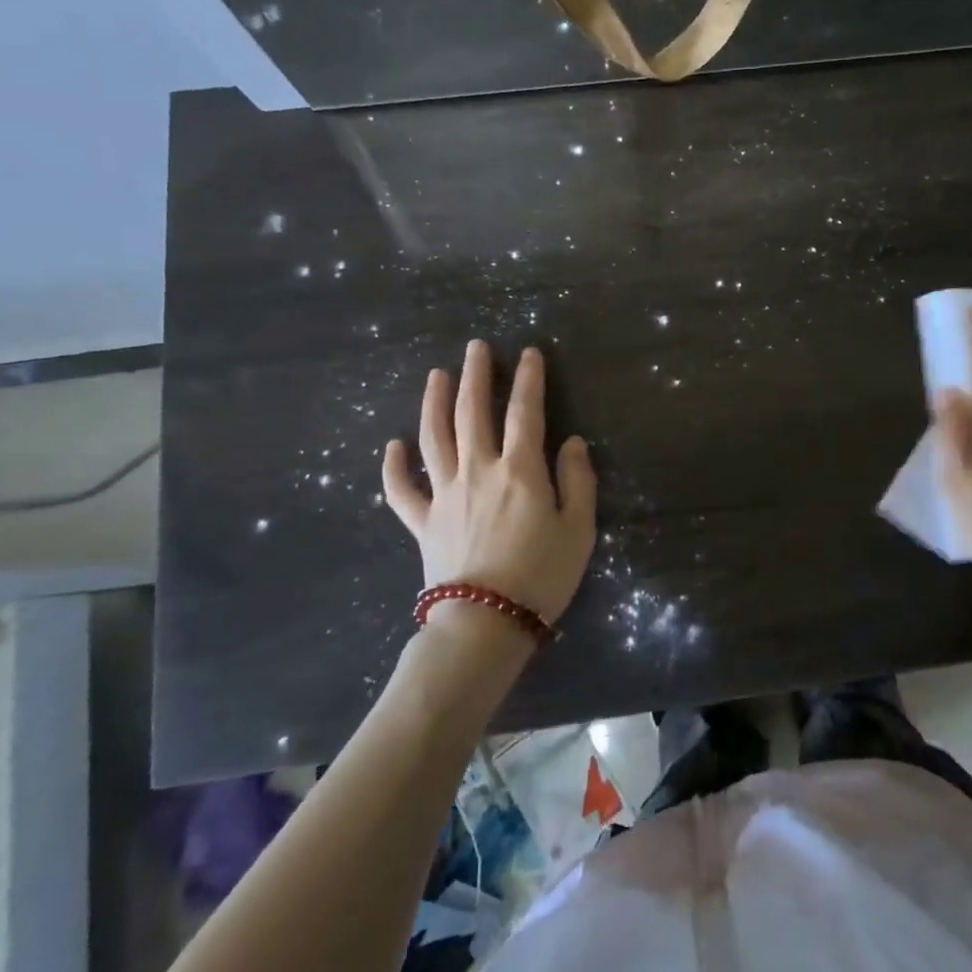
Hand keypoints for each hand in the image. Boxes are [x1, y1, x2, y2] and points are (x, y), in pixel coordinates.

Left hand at [382, 341, 596, 623]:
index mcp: (520, 471)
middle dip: (476, 376)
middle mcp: (478, 471)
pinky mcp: (423, 523)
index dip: (528, 380)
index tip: (528, 353)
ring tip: (436, 375)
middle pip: (473, 413)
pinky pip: (402, 491)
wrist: (486, 624)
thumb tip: (573, 442)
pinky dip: (394, 467)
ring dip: (434, 403)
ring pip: (435, 438)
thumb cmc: (542, 576)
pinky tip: (392, 446)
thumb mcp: (579, 529)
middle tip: (475, 347)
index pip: (525, 412)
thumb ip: (578, 481)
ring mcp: (445, 495)